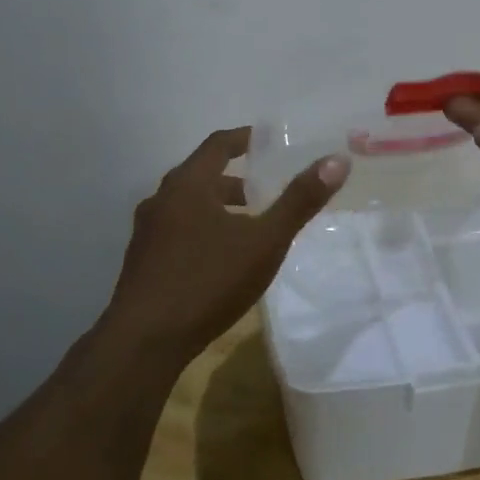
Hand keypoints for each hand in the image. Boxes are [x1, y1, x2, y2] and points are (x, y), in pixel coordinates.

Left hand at [102, 127, 349, 367]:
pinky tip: (219, 260)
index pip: (218, 144)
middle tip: (265, 191)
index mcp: (187, 184)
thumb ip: (300, 201)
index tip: (268, 142)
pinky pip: (177, 231)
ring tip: (247, 227)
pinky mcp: (141, 262)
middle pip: (201, 175)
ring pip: (187, 206)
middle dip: (235, 179)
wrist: (145, 341)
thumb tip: (337, 160)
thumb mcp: (265, 241)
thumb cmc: (208, 281)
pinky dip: (201, 230)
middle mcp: (161, 199)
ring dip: (217, 207)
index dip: (245, 138)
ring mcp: (146, 232)